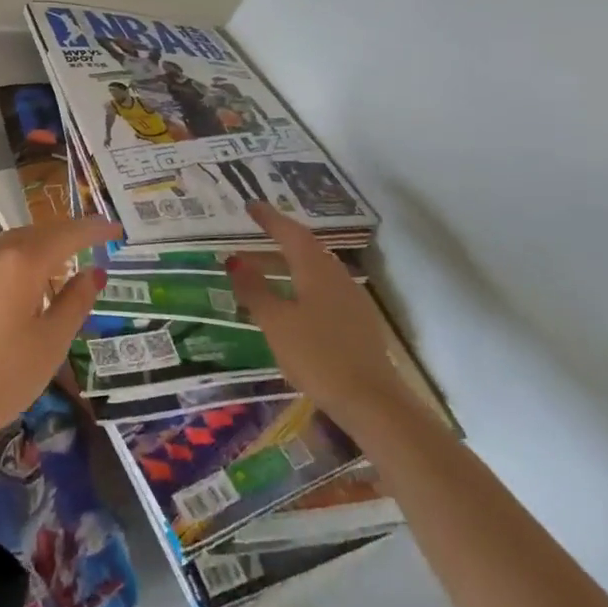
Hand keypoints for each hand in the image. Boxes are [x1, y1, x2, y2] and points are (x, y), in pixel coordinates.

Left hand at [0, 216, 121, 436]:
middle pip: (39, 231)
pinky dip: (20, 257)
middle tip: (94, 240)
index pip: (67, 234)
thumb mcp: (51, 342)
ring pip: (15, 241)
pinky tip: (29, 278)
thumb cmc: (3, 373)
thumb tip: (94, 273)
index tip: (116, 228)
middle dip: (68, 233)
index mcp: (24, 261)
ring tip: (64, 259)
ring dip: (42, 244)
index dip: (94, 229)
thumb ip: (76, 302)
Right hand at [226, 202, 409, 426]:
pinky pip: (323, 289)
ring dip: (288, 265)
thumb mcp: (275, 322)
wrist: (372, 401)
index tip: (250, 205)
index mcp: (316, 269)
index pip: (290, 232)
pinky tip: (291, 303)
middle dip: (277, 241)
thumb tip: (234, 260)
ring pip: (314, 270)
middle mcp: (336, 275)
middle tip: (251, 238)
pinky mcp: (357, 322)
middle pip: (304, 248)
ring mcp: (351, 299)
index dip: (269, 218)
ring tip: (264, 271)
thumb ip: (254, 289)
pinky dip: (301, 285)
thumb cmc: (317, 355)